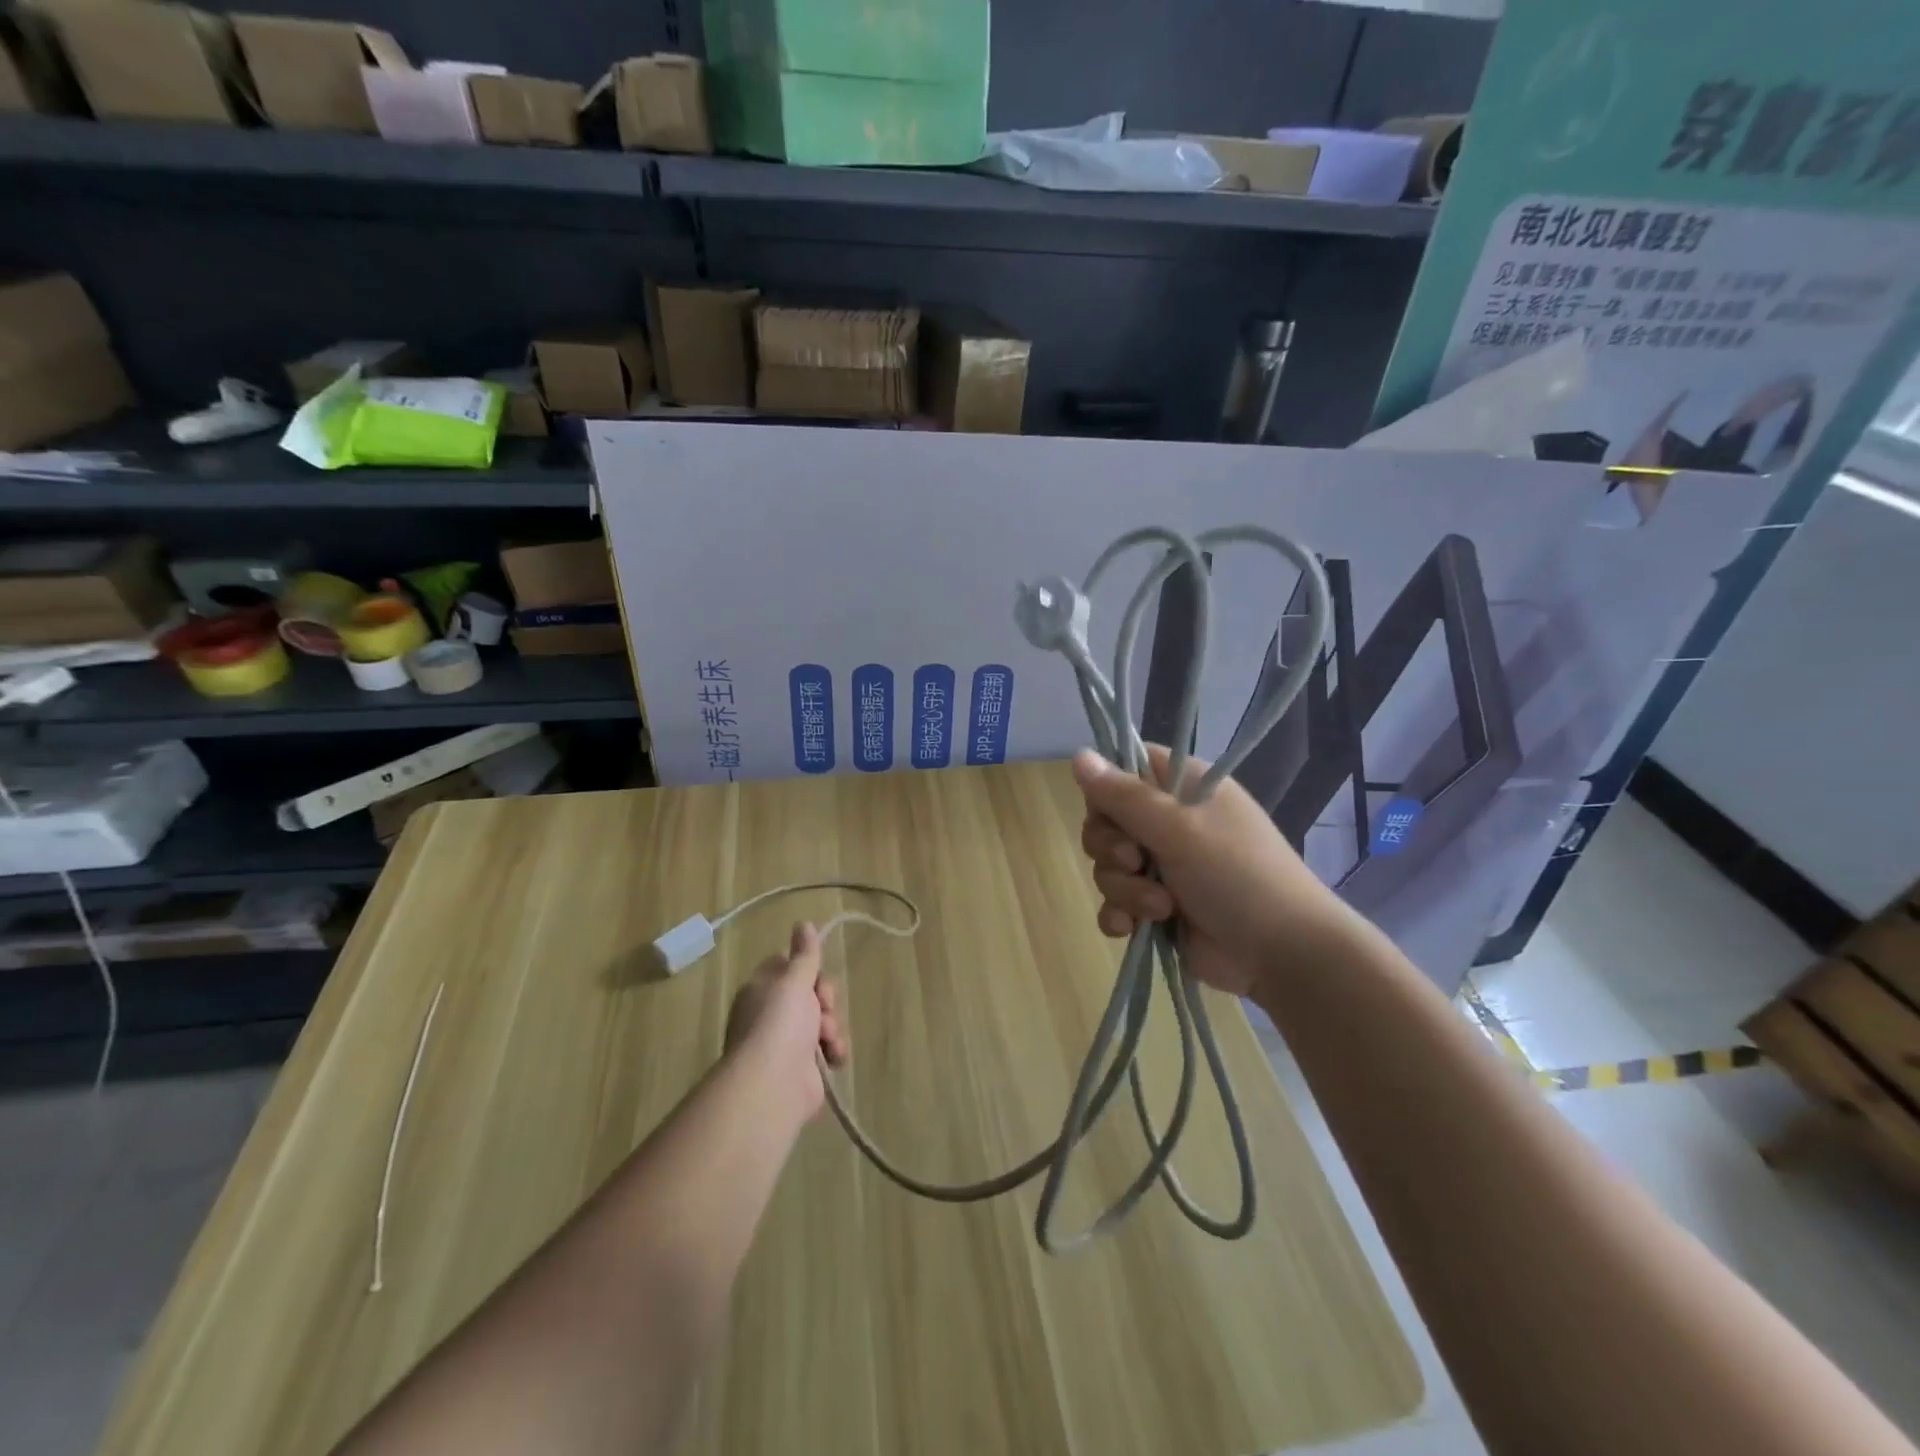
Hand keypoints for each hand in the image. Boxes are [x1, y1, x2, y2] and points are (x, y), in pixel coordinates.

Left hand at [725, 922, 848, 1117]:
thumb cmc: (780, 1023)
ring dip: (832, 1026)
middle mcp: (771, 1014)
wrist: (773, 1085)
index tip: (816, 974)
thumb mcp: (794, 980)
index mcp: (761, 990)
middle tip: (825, 1006)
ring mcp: (786, 1042)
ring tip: (828, 1039)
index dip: (807, 968)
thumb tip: (803, 923)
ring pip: (822, 1020)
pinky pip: (826, 1049)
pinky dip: (834, 1050)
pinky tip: (834, 1056)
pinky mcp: (803, 1068)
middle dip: (825, 999)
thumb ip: (804, 954)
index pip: (787, 967)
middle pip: (809, 993)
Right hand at [1074, 745, 1349, 998]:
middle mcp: (1171, 822)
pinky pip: (1116, 903)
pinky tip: (1131, 929)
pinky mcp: (1158, 907)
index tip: (1110, 810)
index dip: (1109, 787)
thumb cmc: (1236, 874)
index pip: (1127, 766)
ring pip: (1108, 866)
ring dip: (1124, 888)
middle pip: (1106, 820)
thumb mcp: (1178, 828)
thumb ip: (1123, 795)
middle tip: (1137, 861)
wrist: (1282, 954)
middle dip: (1111, 848)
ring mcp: (1164, 867)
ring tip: (1161, 907)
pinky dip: (1119, 915)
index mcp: (1183, 787)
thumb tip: (1076, 754)